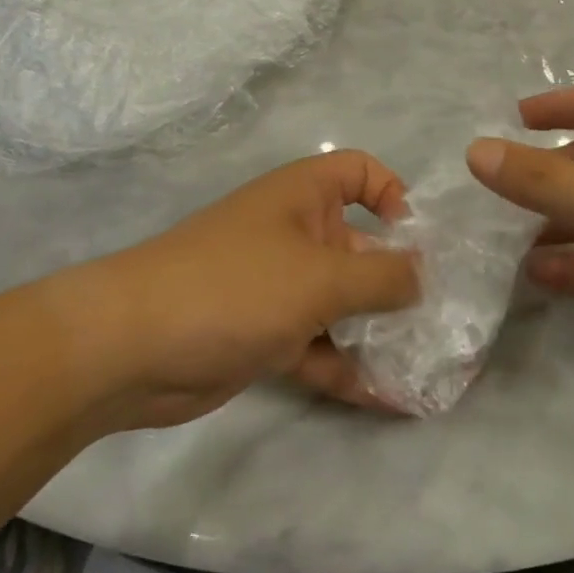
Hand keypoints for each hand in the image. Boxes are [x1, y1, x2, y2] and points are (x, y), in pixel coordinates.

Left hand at [75, 152, 421, 429]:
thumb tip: (424, 275)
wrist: (130, 347)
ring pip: (340, 302)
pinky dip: (347, 367)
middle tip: (443, 320)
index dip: (394, 193)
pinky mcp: (263, 335)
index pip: (360, 172)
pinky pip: (318, 345)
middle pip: (359, 245)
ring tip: (427, 367)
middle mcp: (294, 233)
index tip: (420, 239)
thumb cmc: (236, 286)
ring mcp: (277, 286)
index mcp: (304, 195)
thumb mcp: (320, 278)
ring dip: (378, 331)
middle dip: (398, 280)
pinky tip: (389, 401)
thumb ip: (381, 277)